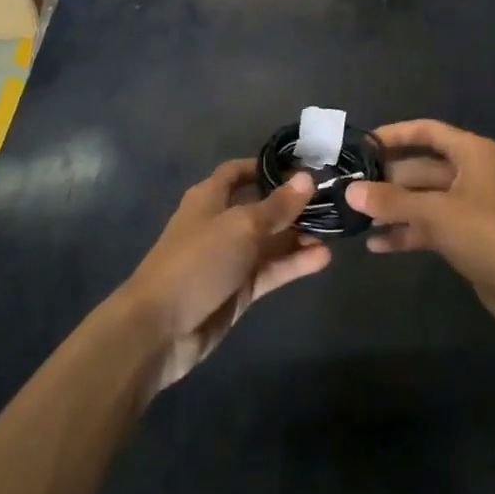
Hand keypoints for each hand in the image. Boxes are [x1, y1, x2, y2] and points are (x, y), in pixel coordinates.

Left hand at [120, 159, 330, 391]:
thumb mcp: (241, 226)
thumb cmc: (197, 261)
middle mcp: (221, 223)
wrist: (159, 329)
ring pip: (271, 241)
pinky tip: (323, 258)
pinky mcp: (239, 290)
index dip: (266, 166)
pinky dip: (294, 264)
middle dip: (293, 204)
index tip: (301, 164)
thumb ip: (277, 206)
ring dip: (299, 235)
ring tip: (335, 230)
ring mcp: (231, 258)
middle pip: (261, 207)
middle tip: (332, 200)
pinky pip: (272, 270)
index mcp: (210, 198)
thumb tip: (307, 178)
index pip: (238, 172)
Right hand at [347, 120, 494, 341]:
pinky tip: (377, 245)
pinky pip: (430, 225)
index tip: (362, 145)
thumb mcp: (435, 213)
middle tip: (349, 189)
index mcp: (471, 152)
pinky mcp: (467, 235)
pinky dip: (407, 232)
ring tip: (356, 218)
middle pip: (421, 167)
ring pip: (423, 199)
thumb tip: (351, 191)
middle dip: (387, 179)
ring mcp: (469, 205)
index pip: (427, 131)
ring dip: (394, 208)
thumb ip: (392, 201)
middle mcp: (470, 172)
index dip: (394, 135)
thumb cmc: (487, 234)